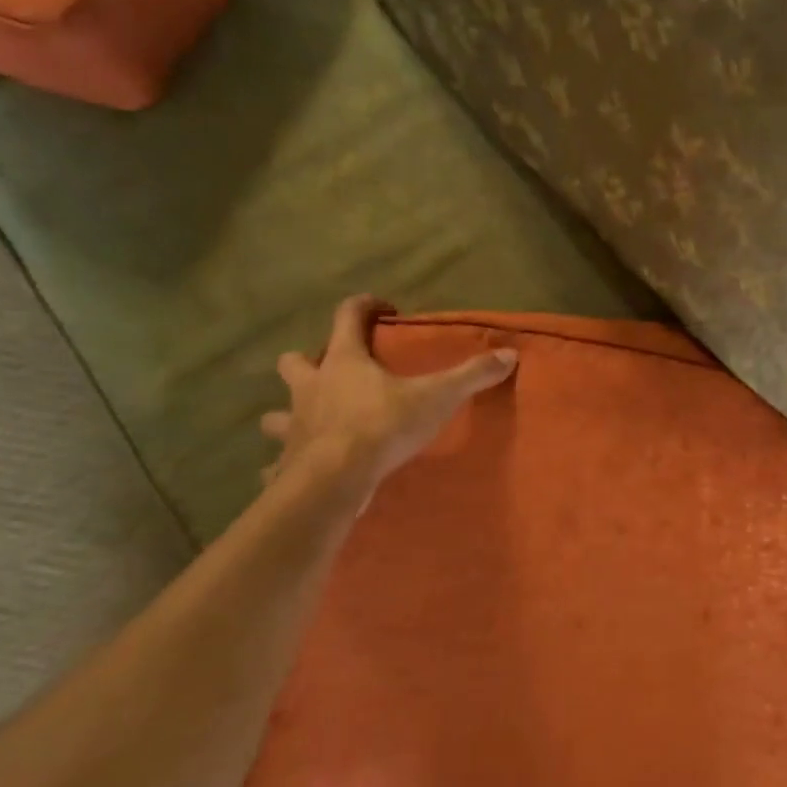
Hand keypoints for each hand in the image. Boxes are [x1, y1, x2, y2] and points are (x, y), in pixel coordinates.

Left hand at [260, 295, 516, 497]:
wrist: (335, 480)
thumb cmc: (382, 426)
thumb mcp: (436, 397)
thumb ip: (471, 375)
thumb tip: (509, 355)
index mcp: (344, 361)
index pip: (347, 315)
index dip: (365, 306)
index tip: (385, 311)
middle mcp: (312, 386)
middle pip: (295, 360)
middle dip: (309, 360)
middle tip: (335, 371)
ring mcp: (294, 424)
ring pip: (276, 412)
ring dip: (290, 412)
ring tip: (313, 421)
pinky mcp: (286, 461)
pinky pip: (277, 462)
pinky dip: (284, 465)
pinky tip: (293, 474)